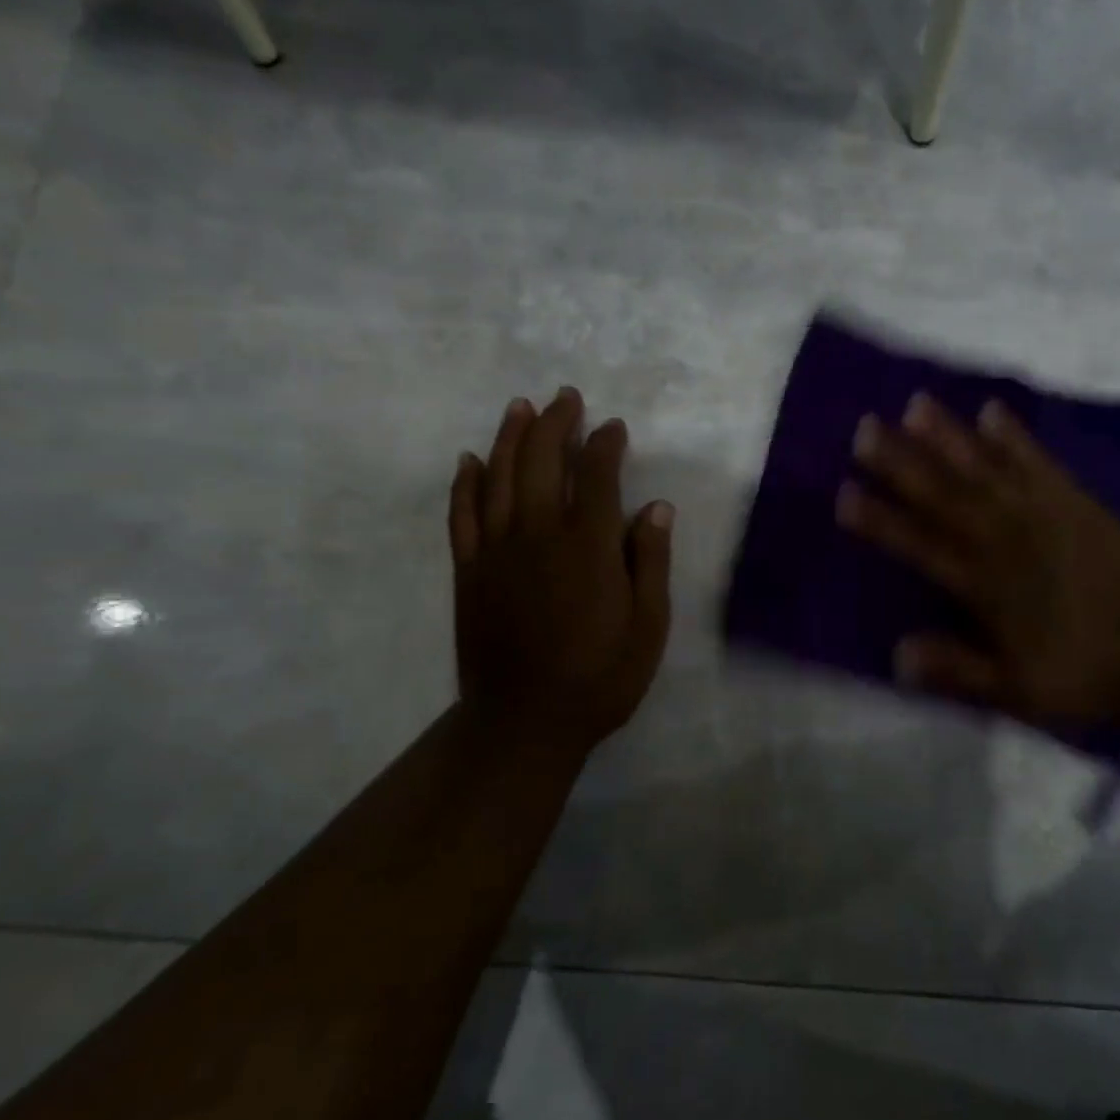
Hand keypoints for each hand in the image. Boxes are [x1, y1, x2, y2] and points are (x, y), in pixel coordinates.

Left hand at [449, 388, 673, 757]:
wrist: (524, 721)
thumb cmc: (601, 677)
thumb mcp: (648, 626)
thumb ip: (651, 561)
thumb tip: (657, 507)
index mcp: (589, 546)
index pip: (598, 475)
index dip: (606, 444)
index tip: (614, 427)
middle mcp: (539, 534)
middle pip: (543, 461)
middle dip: (556, 423)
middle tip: (566, 397)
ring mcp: (496, 550)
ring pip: (499, 477)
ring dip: (510, 437)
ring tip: (521, 407)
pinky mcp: (468, 571)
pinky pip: (462, 515)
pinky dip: (466, 483)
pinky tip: (470, 460)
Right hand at [837, 393, 1119, 726]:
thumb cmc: (1085, 669)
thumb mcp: (1018, 690)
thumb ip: (959, 670)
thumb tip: (897, 654)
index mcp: (985, 586)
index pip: (920, 546)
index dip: (881, 520)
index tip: (845, 493)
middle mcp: (1004, 540)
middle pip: (944, 495)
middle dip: (901, 462)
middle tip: (865, 429)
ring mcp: (1040, 514)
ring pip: (984, 469)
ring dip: (948, 436)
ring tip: (916, 404)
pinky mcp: (1073, 501)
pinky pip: (1037, 462)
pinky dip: (1014, 436)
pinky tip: (991, 410)